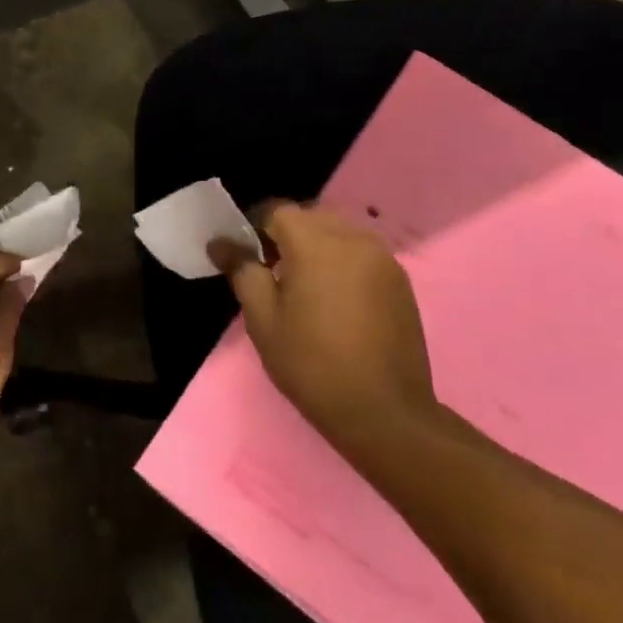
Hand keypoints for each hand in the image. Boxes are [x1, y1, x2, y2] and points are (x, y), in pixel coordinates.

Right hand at [212, 201, 436, 449]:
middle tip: (269, 270)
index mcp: (316, 244)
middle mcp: (354, 239)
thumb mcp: (263, 320)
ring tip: (302, 285)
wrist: (383, 411)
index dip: (254, 226)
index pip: (277, 210)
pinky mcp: (400, 281)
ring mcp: (383, 259)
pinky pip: (361, 254)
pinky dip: (341, 262)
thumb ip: (242, 272)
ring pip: (339, 233)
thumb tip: (222, 243)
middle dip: (286, 233)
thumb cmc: (311, 364)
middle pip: (311, 217)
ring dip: (316, 246)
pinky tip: (333, 299)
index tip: (243, 253)